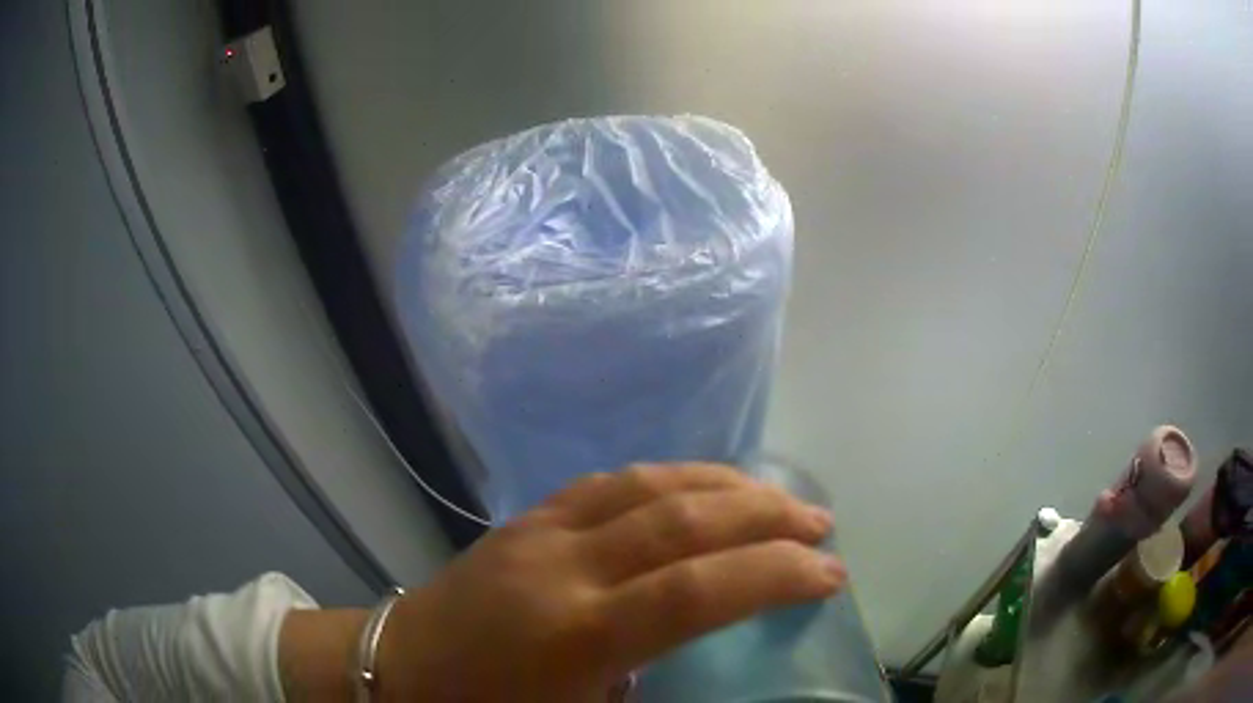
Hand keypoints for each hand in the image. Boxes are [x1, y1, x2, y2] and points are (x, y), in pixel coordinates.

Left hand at [376, 462, 844, 701]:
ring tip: (776, 498)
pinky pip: (611, 482)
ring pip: (649, 484)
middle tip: (820, 525)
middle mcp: (563, 567)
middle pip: (683, 520)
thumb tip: (720, 681)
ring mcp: (539, 531)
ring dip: (724, 485)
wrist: (397, 667)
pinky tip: (698, 488)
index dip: (776, 575)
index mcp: (576, 636)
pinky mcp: (525, 517)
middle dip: (766, 516)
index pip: (697, 590)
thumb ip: (651, 701)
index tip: (831, 575)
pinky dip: (669, 478)